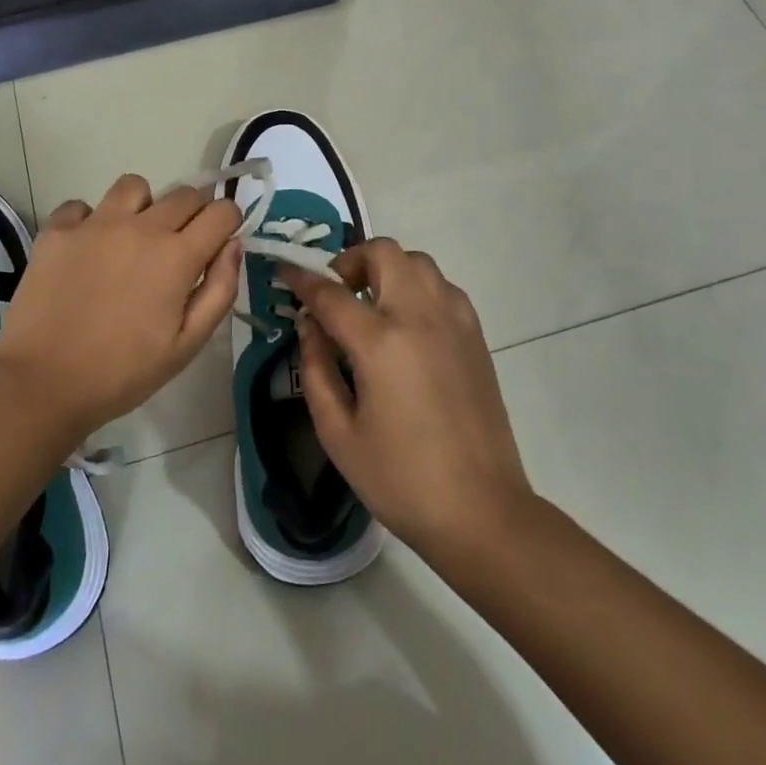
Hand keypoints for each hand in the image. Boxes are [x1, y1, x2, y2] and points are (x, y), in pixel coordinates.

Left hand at [0, 174, 242, 442]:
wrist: (42, 383)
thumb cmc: (122, 372)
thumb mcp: (187, 345)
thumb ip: (219, 291)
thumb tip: (233, 246)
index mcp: (177, 256)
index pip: (222, 211)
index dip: (229, 222)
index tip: (219, 241)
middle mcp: (140, 227)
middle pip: (184, 193)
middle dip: (194, 212)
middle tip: (180, 245)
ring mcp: (95, 224)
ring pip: (134, 187)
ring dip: (144, 206)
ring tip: (132, 238)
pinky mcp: (57, 230)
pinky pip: (82, 206)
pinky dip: (90, 220)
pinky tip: (87, 250)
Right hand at [285, 239, 532, 555]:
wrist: (482, 511)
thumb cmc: (400, 479)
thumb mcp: (338, 433)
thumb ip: (315, 369)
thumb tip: (309, 326)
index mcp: (381, 343)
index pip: (330, 292)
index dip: (301, 278)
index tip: (284, 271)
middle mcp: (420, 317)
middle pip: (383, 252)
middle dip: (351, 261)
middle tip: (336, 293)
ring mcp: (454, 321)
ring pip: (417, 262)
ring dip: (387, 270)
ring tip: (372, 306)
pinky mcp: (475, 335)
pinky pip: (442, 286)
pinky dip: (417, 288)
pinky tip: (407, 325)